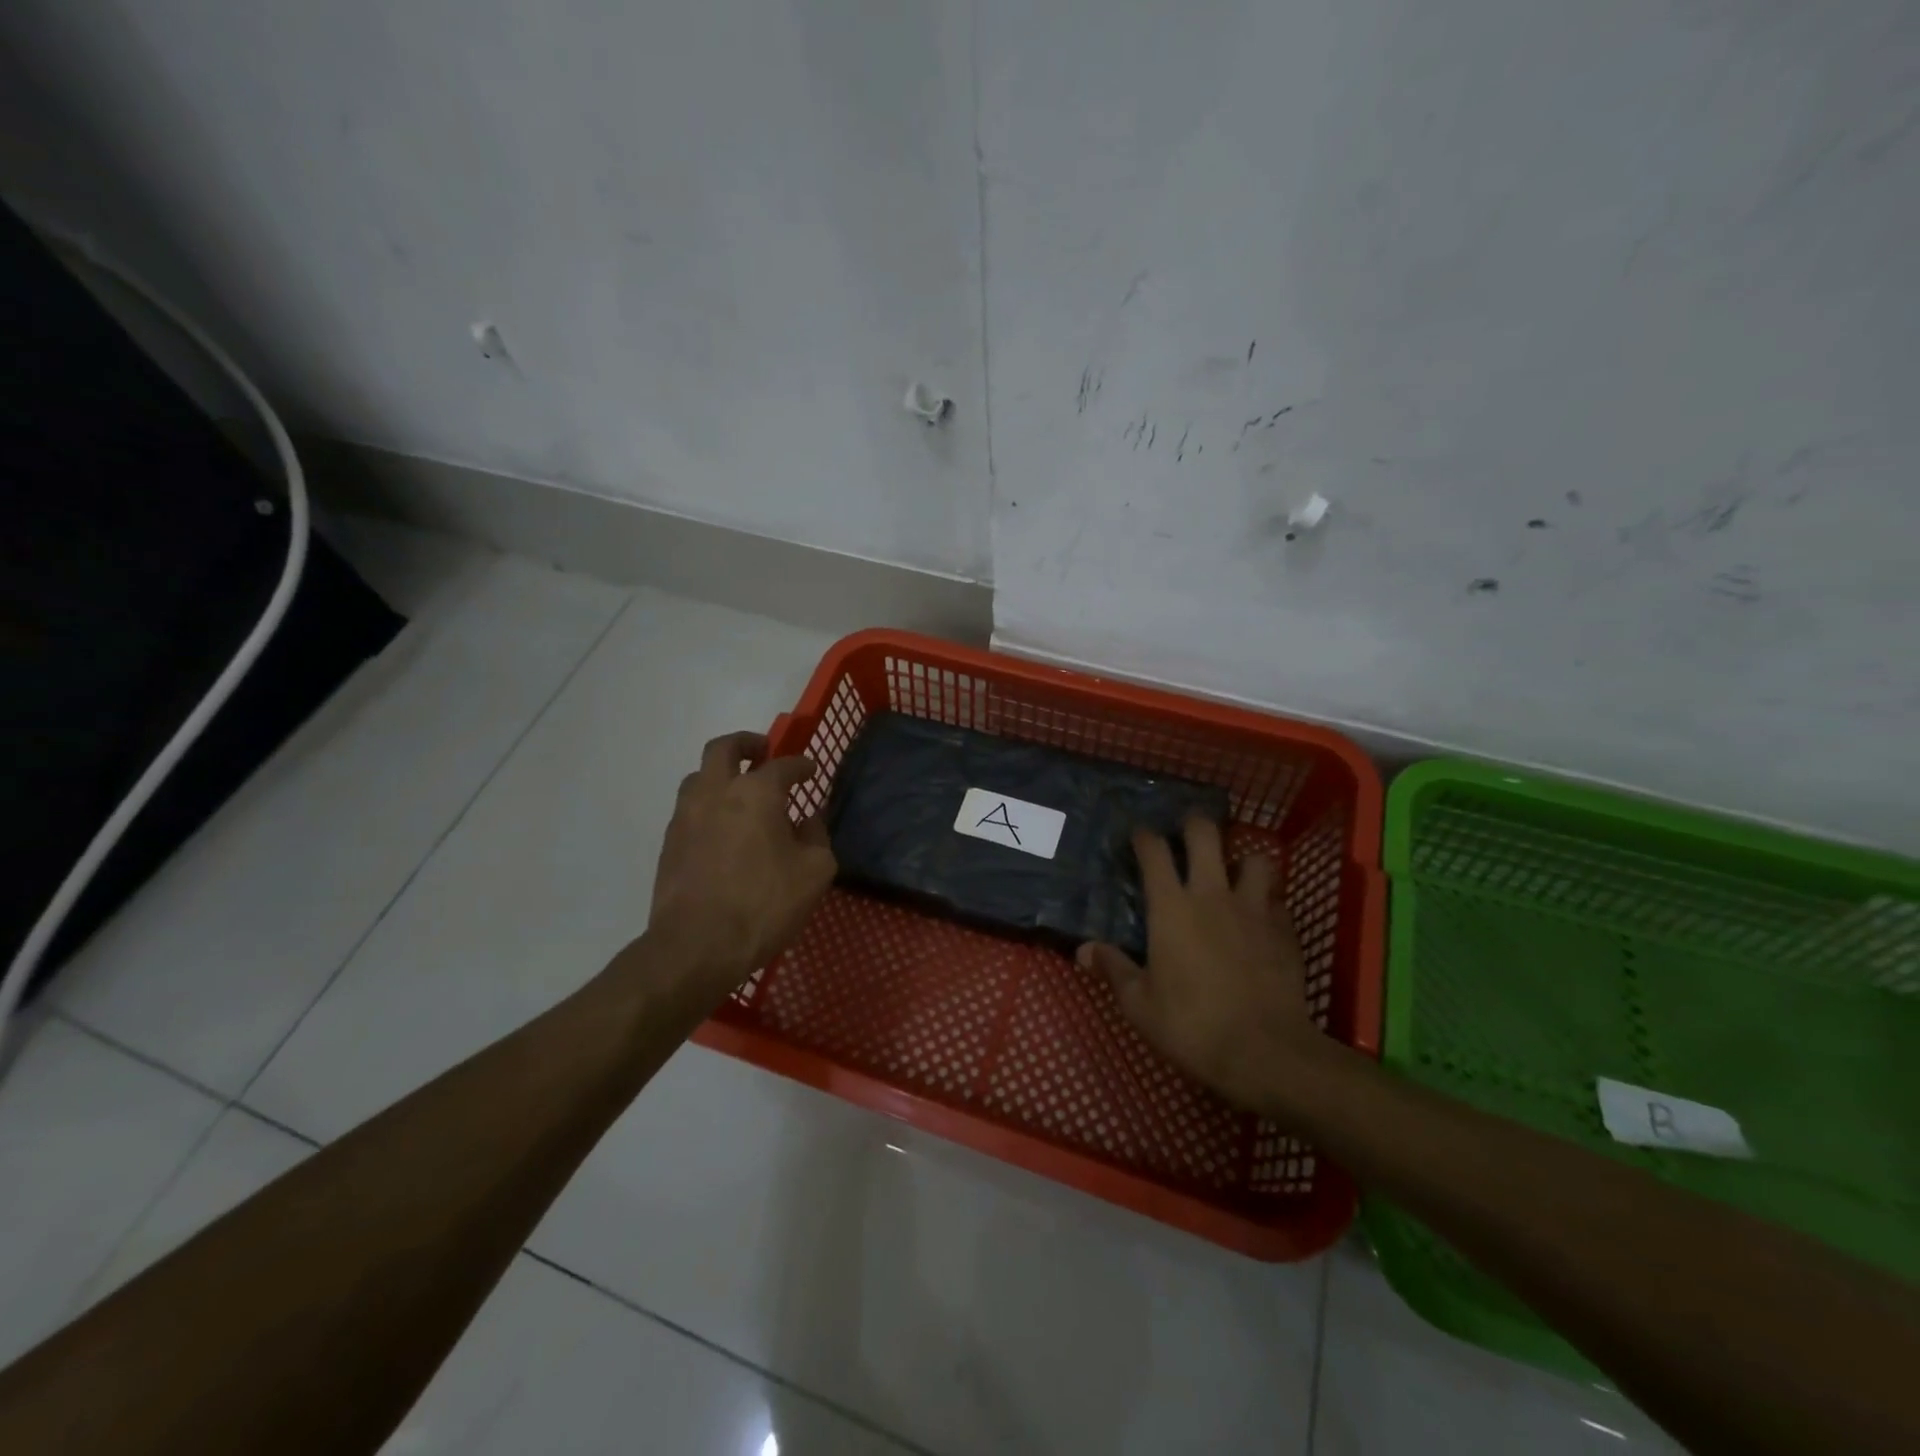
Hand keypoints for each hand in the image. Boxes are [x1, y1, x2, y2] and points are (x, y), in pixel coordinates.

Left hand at [647, 731, 836, 999]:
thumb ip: (817, 837)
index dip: (801, 765)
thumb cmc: (764, 905)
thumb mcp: (814, 872)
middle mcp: (716, 792)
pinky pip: (689, 808)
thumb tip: (810, 820)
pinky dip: (708, 806)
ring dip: (721, 774)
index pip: (783, 765)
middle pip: (724, 748)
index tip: (810, 771)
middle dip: (746, 744)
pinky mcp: (669, 843)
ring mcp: (686, 816)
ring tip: (739, 792)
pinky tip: (722, 829)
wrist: (696, 946)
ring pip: (699, 776)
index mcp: (756, 792)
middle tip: (762, 752)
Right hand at [1078, 815, 1325, 1112]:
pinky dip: (1268, 901)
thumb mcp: (1139, 1005)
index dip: (1144, 836)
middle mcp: (1212, 894)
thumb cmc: (1192, 1026)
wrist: (1266, 1052)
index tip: (1138, 835)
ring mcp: (1254, 909)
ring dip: (1242, 860)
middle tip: (1187, 834)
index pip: (1154, 851)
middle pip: (1206, 834)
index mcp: (1171, 907)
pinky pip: (1278, 900)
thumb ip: (1113, 969)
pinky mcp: (1286, 930)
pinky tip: (1261, 919)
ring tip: (1234, 875)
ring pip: (1255, 858)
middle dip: (1194, 824)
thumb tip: (1083, 950)